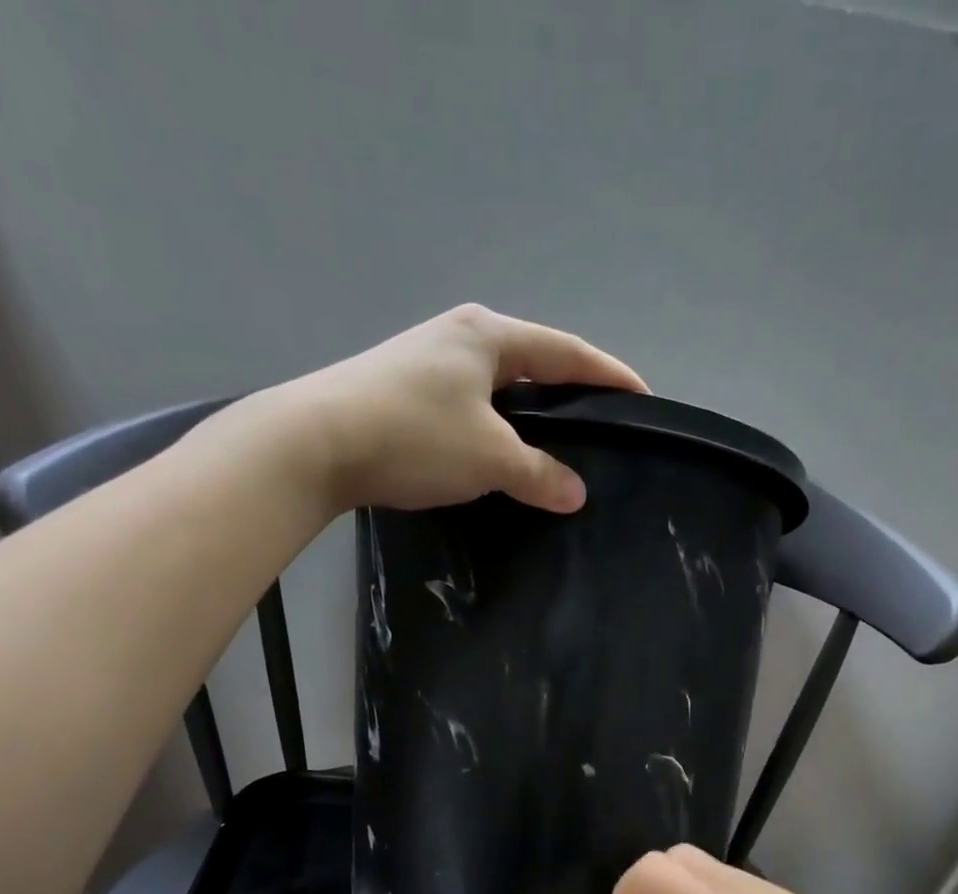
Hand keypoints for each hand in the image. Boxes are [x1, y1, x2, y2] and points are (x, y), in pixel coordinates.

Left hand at [205, 304, 645, 517]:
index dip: (608, 375)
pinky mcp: (400, 391)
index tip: (642, 397)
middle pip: (531, 363)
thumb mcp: (488, 457)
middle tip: (598, 423)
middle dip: (567, 391)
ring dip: (526, 414)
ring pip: (496, 388)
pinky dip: (492, 429)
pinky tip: (496, 455)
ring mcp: (424, 362)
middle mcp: (458, 337)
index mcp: (488, 335)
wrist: (314, 442)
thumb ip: (538, 473)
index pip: (566, 352)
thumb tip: (576, 494)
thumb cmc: (414, 435)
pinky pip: (468, 407)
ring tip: (552, 445)